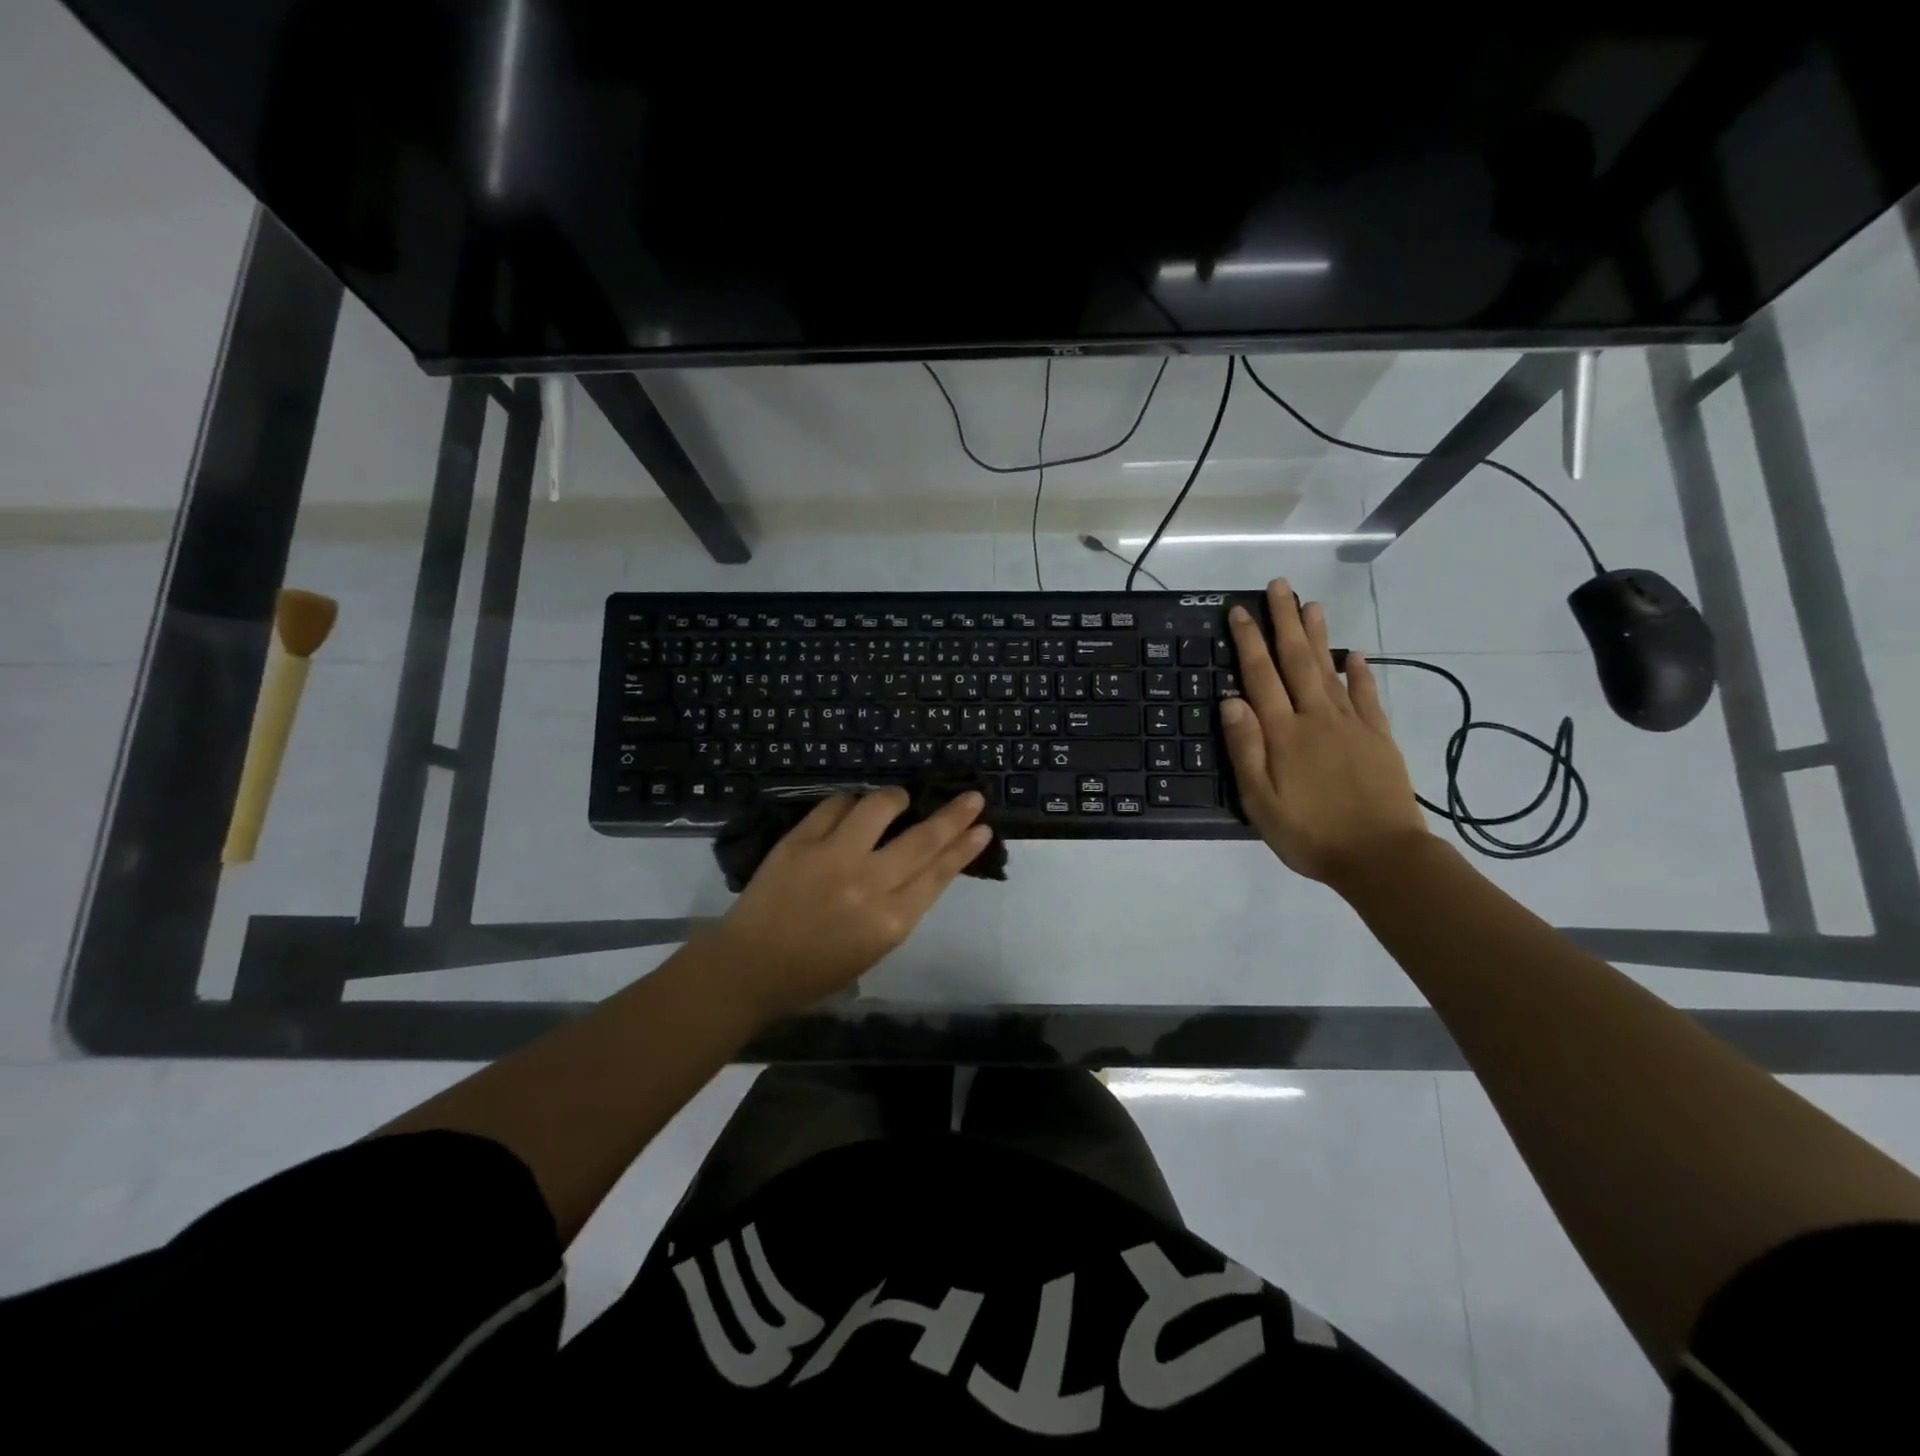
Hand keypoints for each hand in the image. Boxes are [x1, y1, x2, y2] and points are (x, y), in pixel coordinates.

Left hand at [706, 787, 991, 1018]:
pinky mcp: (800, 841)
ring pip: (878, 807)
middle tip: (972, 797)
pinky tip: (853, 807)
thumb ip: (902, 906)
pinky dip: (851, 802)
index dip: (964, 847)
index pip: (939, 873)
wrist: (750, 967)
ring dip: (896, 797)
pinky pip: (835, 805)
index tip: (983, 827)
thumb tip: (924, 864)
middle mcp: (868, 884)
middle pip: (923, 839)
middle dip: (953, 815)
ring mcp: (833, 857)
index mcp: (891, 921)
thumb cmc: (817, 969)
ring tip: (899, 799)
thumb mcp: (874, 948)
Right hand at [1221, 579, 1429, 886]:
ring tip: (1311, 604)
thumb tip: (1230, 699)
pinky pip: (1368, 696)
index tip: (1240, 611)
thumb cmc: (1310, 834)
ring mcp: (1351, 725)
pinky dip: (1360, 672)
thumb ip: (1246, 748)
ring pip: (1330, 670)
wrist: (1381, 857)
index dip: (1249, 641)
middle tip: (1279, 587)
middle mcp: (1317, 718)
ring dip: (1319, 635)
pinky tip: (1354, 654)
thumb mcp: (1260, 801)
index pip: (1260, 676)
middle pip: (1297, 661)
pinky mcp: (1378, 738)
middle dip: (1285, 622)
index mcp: (1284, 734)